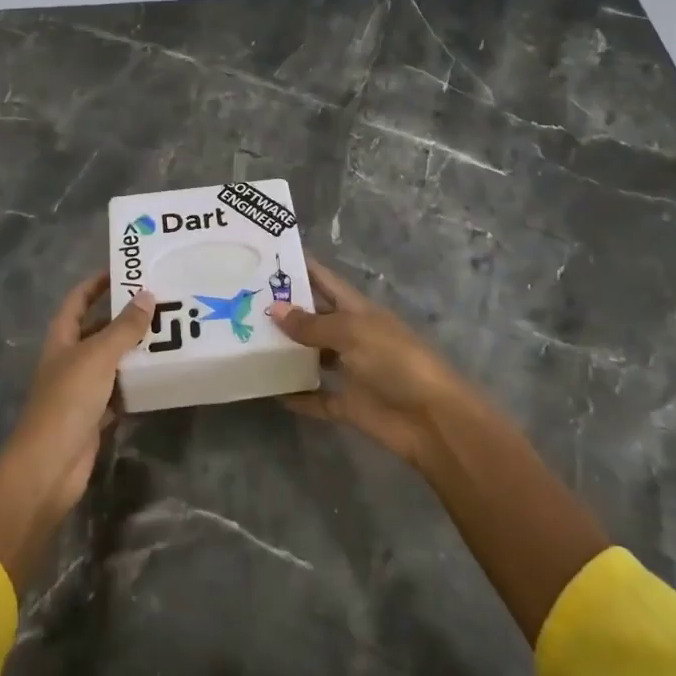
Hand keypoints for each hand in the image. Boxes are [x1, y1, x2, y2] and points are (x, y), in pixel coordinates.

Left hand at [0, 275, 152, 590]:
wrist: (48, 467)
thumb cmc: (67, 401)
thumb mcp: (98, 357)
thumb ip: (124, 328)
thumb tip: (147, 295)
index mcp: (62, 338)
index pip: (78, 299)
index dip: (97, 283)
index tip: (126, 269)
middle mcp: (69, 359)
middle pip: (98, 329)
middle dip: (125, 316)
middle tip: (161, 302)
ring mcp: (81, 388)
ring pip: (111, 360)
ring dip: (134, 350)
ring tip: (169, 333)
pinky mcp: (94, 415)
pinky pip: (119, 391)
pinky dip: (135, 383)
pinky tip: (160, 375)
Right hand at [267, 261, 467, 467]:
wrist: (432, 419)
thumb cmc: (395, 361)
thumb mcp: (352, 333)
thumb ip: (312, 324)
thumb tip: (274, 308)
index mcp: (357, 310)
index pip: (324, 280)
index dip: (300, 266)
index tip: (267, 256)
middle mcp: (352, 335)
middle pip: (314, 317)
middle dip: (284, 309)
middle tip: (242, 300)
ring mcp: (351, 370)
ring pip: (312, 356)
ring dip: (287, 351)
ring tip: (247, 342)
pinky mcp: (349, 404)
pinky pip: (317, 398)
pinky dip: (297, 396)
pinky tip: (270, 391)